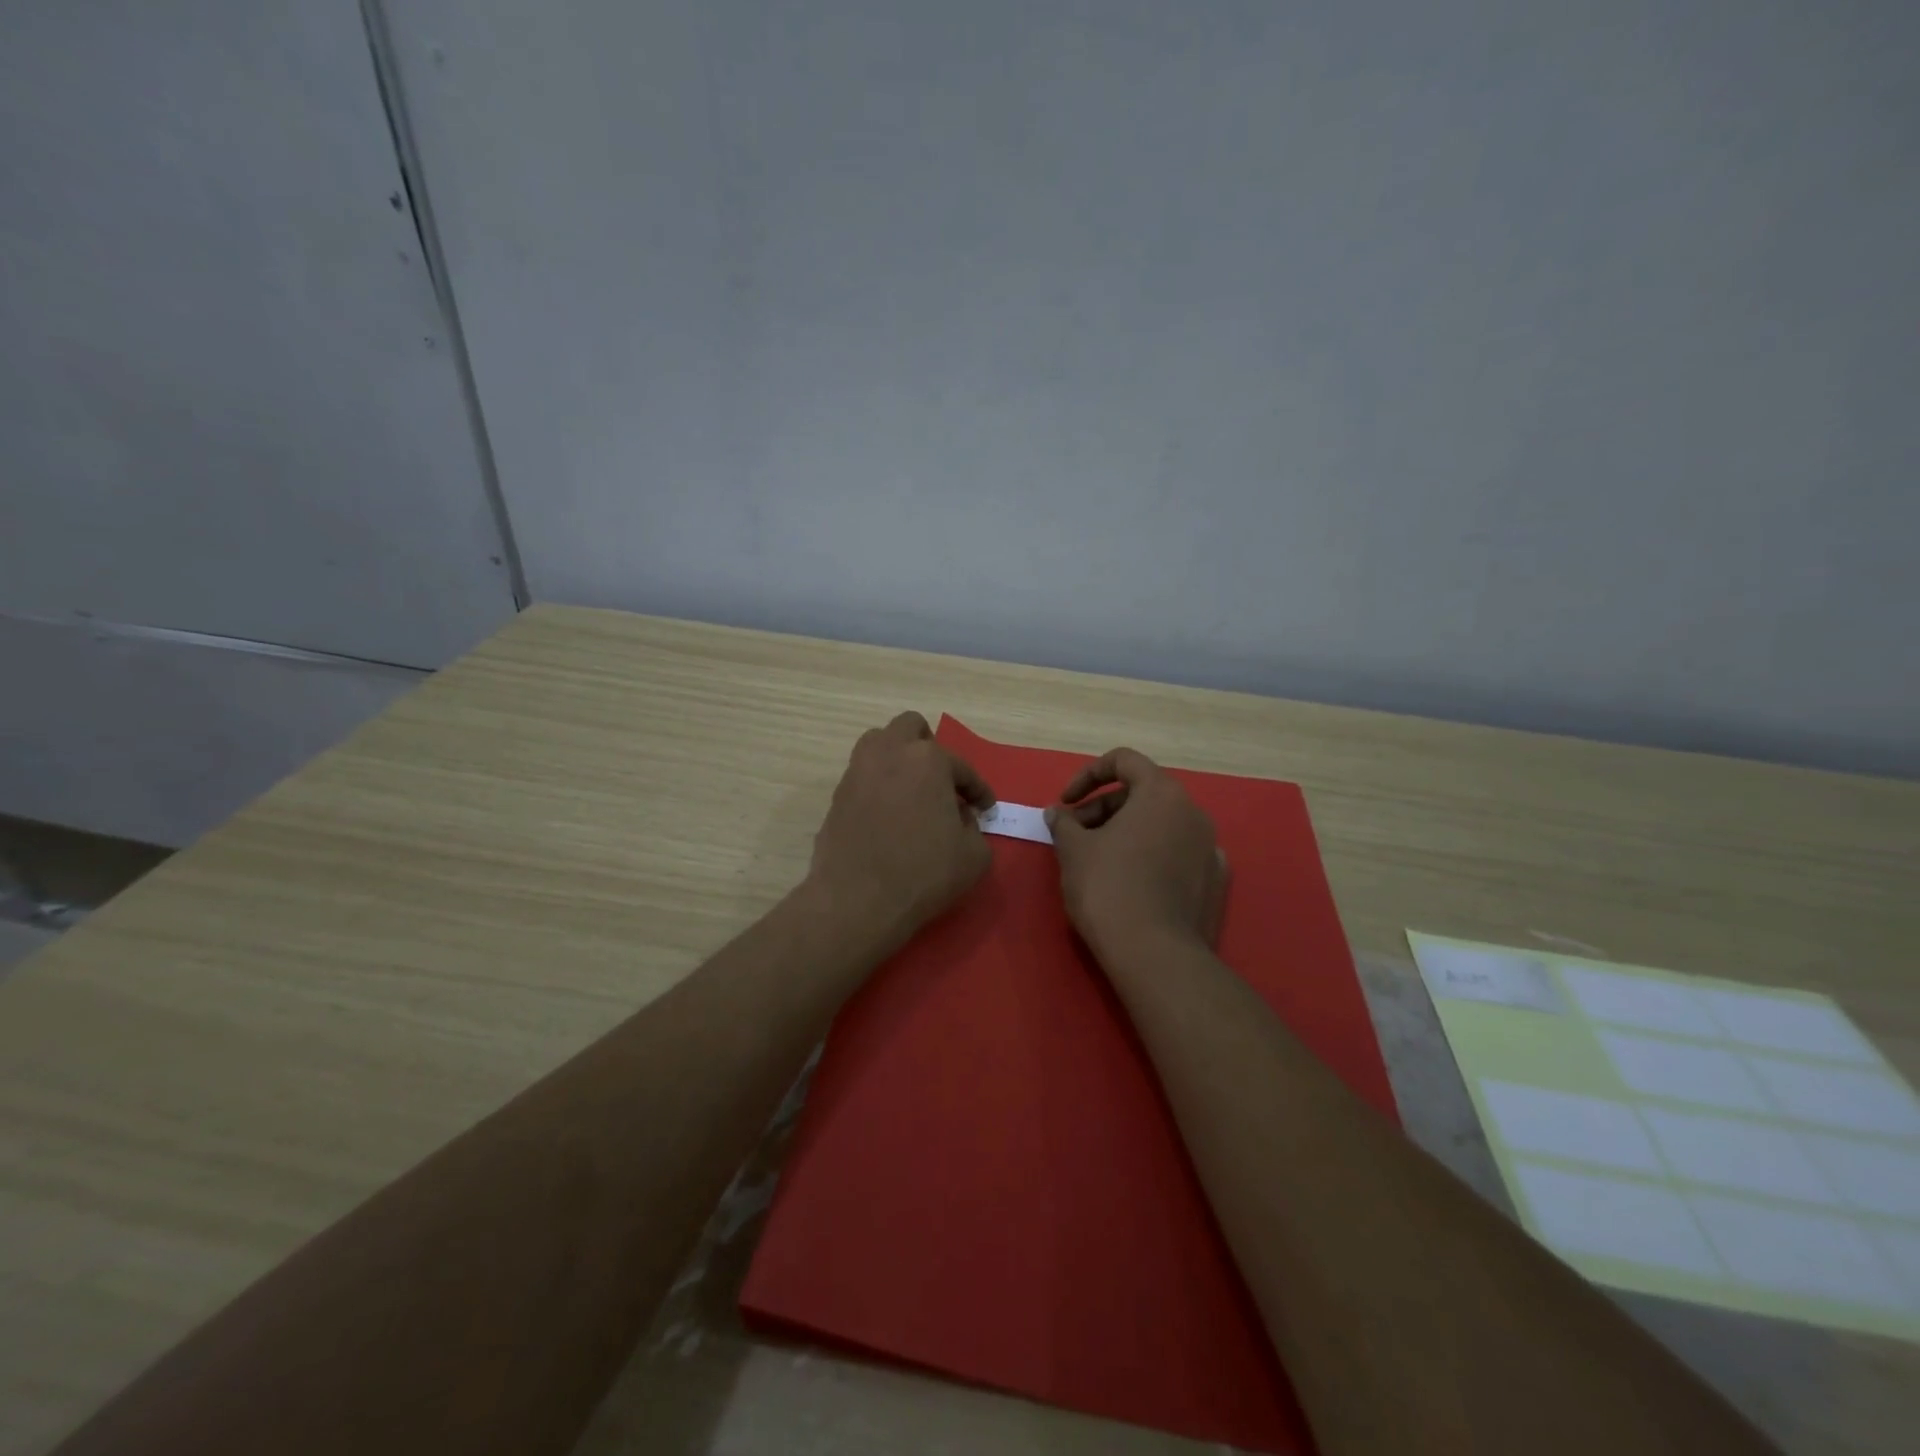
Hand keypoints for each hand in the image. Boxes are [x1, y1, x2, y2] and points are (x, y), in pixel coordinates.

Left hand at [805, 712, 995, 954]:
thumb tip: (959, 819)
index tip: (985, 808)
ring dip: (898, 759)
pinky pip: (863, 778)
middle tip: (941, 780)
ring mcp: (857, 773)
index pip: (962, 767)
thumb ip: (975, 829)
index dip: (978, 790)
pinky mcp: (837, 797)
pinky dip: (879, 787)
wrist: (858, 900)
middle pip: (910, 727)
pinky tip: (889, 816)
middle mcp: (889, 754)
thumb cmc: (924, 873)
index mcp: (928, 759)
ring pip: (878, 745)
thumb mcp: (974, 856)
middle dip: (929, 748)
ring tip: (912, 791)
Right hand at [1046, 748, 1228, 964]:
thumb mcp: (1073, 850)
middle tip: (1074, 836)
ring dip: (1126, 832)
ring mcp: (1209, 847)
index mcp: (1161, 793)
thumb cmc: (1108, 888)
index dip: (1088, 775)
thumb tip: (1057, 814)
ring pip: (1160, 825)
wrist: (1155, 954)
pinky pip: (1177, 854)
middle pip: (1142, 794)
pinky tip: (1132, 883)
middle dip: (1102, 808)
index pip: (1124, 760)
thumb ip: (1064, 824)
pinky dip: (1152, 856)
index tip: (1065, 802)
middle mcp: (1192, 812)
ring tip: (1098, 860)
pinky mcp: (1215, 881)